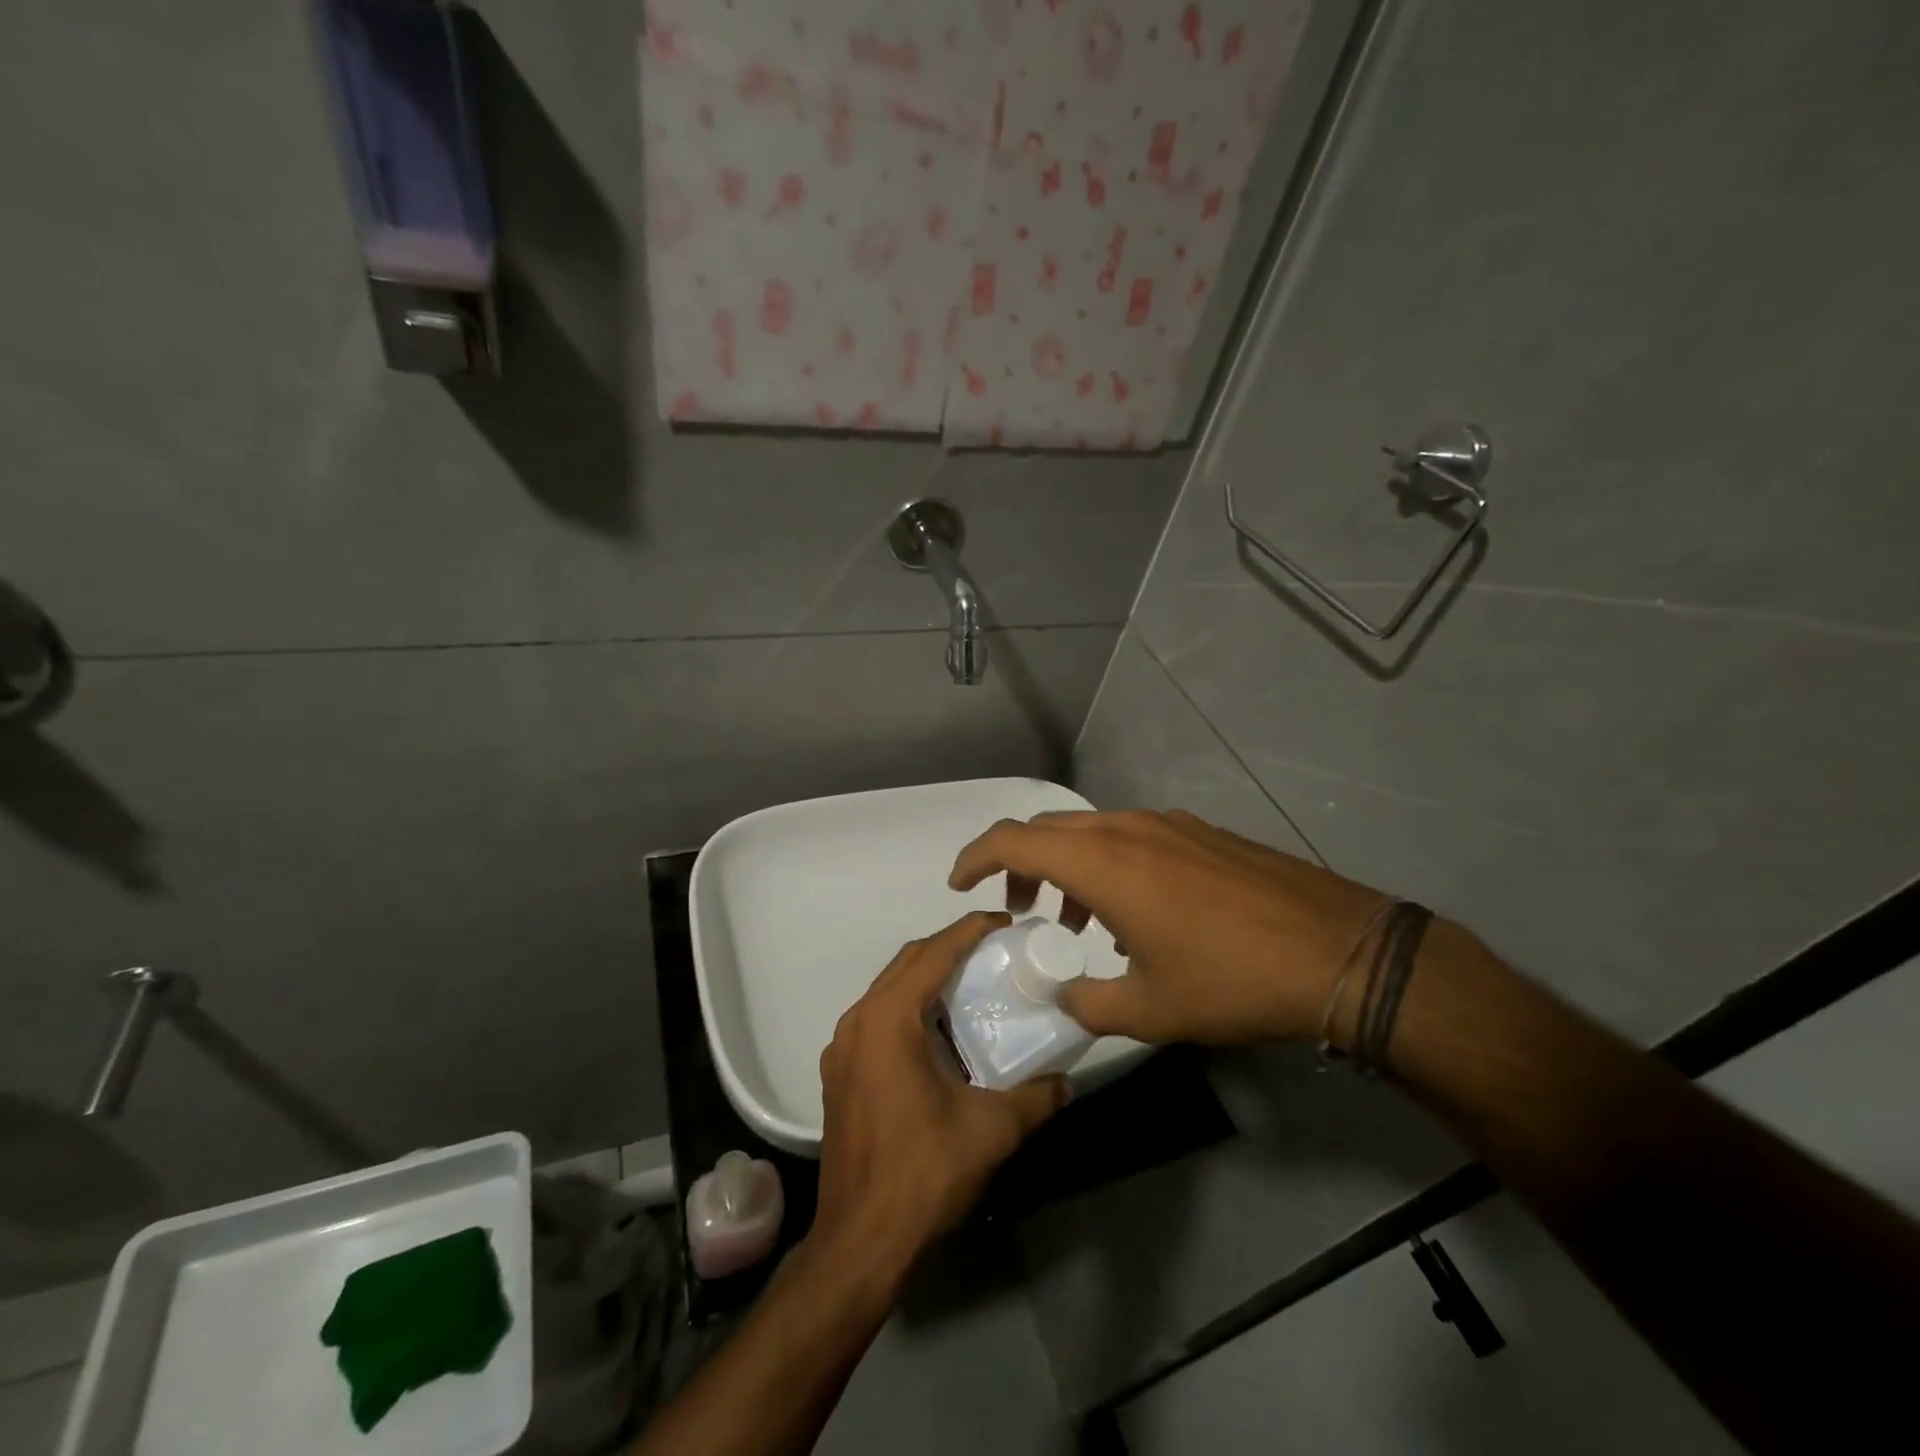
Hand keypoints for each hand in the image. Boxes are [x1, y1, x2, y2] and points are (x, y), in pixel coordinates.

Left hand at [810, 912, 1072, 1280]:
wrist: (860, 1242)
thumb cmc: (923, 1174)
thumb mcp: (990, 1131)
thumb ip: (1034, 1098)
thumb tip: (1066, 1082)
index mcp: (888, 1019)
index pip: (933, 953)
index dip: (970, 930)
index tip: (1004, 922)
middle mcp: (858, 1021)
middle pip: (907, 962)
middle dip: (949, 947)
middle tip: (993, 950)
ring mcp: (843, 1047)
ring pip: (889, 988)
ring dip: (928, 977)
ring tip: (971, 984)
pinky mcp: (840, 1073)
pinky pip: (878, 1017)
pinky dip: (909, 1007)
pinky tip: (939, 1033)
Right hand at [949, 809, 1386, 1044]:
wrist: (1338, 950)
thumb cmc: (1231, 979)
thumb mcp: (1150, 1008)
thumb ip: (1088, 1002)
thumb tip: (1063, 997)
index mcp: (1103, 862)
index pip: (1014, 840)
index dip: (976, 857)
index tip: (960, 885)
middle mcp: (1128, 828)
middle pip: (1049, 830)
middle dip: (1020, 865)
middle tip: (1020, 911)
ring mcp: (1169, 825)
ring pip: (1092, 832)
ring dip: (1067, 866)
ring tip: (1077, 921)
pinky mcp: (1201, 833)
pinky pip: (1132, 837)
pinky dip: (1108, 864)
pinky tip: (1136, 913)